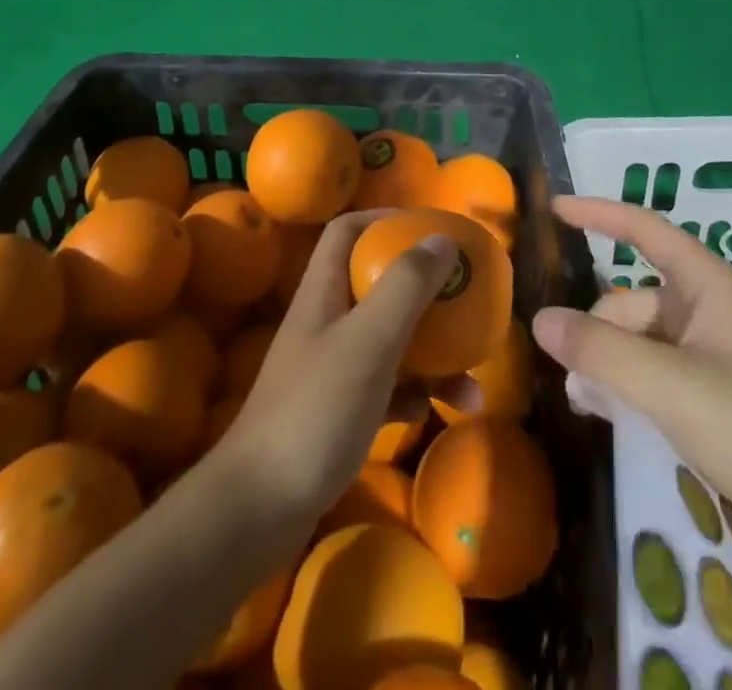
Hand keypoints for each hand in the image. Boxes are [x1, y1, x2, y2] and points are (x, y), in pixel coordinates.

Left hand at [212, 211, 478, 525]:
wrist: (257, 512)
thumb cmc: (315, 410)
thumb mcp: (368, 340)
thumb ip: (405, 286)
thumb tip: (441, 238)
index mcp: (324, 290)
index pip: (348, 231)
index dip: (386, 220)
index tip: (431, 229)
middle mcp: (327, 321)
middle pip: (378, 284)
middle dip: (424, 288)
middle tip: (465, 297)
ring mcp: (332, 369)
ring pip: (390, 339)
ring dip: (432, 350)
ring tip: (474, 374)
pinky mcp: (340, 412)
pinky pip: (389, 386)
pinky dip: (417, 392)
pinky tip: (443, 410)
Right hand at [531, 195, 731, 546]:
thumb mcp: (672, 388)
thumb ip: (601, 351)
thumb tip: (541, 319)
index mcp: (710, 287)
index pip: (645, 230)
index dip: (599, 213)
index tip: (554, 207)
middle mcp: (712, 311)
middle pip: (634, 300)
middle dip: (599, 331)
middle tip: (576, 382)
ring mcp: (719, 356)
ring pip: (643, 342)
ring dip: (613, 365)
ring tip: (591, 407)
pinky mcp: (723, 397)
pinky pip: (660, 374)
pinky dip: (634, 389)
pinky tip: (619, 420)